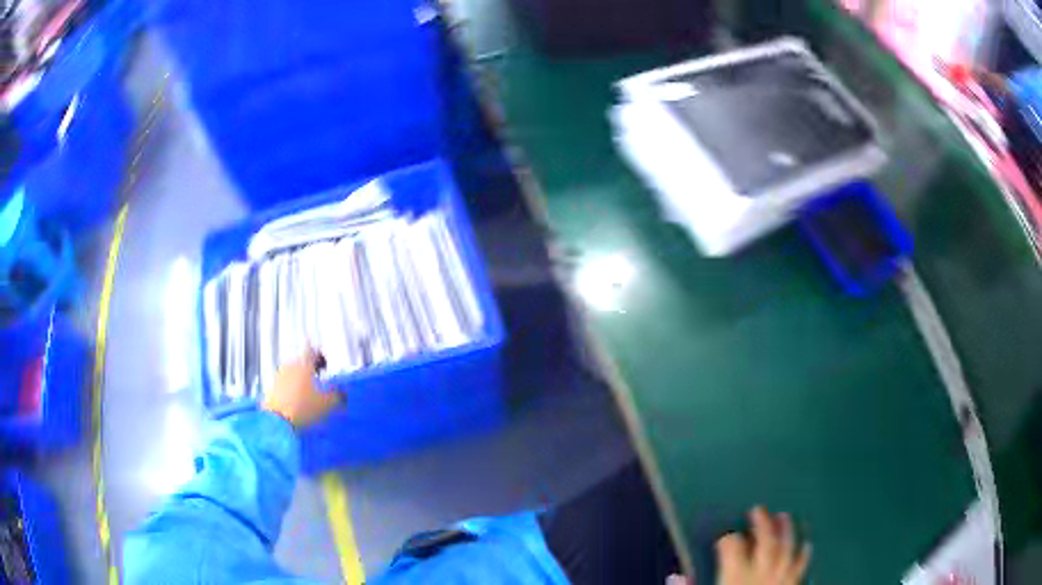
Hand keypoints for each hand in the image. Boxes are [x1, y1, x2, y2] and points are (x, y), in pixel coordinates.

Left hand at [261, 350, 339, 428]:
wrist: (277, 419)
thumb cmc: (304, 407)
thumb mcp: (326, 404)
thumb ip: (336, 396)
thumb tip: (342, 392)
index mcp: (304, 365)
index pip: (311, 351)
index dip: (319, 355)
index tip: (323, 364)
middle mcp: (290, 366)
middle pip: (301, 361)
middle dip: (309, 369)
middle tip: (317, 380)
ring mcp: (279, 376)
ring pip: (291, 372)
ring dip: (299, 378)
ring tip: (306, 392)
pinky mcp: (271, 387)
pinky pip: (283, 383)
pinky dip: (290, 388)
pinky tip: (294, 400)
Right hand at [665, 507, 810, 584]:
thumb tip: (676, 576)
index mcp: (735, 576)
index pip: (732, 547)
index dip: (727, 539)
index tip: (722, 536)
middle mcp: (761, 574)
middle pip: (765, 541)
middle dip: (762, 523)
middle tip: (758, 509)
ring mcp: (780, 580)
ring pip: (787, 549)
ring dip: (787, 531)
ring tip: (785, 516)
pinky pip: (801, 567)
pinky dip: (804, 555)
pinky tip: (807, 545)